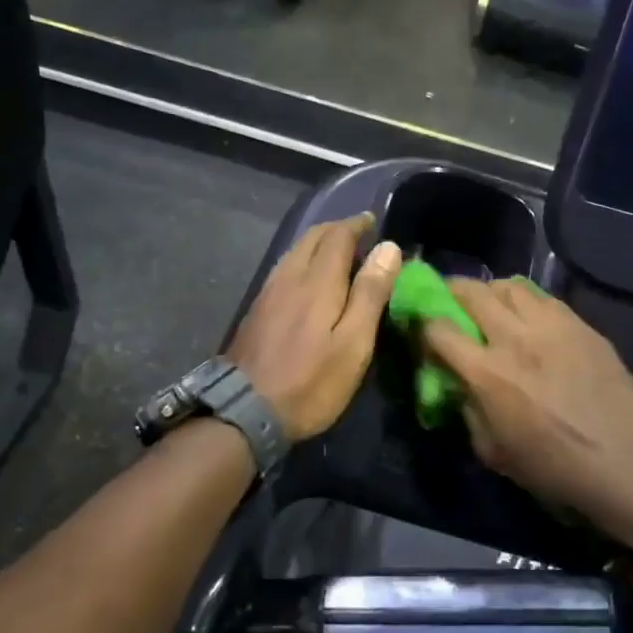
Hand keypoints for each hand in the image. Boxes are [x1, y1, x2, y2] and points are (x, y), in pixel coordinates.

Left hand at [226, 216, 402, 442]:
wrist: (245, 410)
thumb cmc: (311, 381)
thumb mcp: (353, 343)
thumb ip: (370, 293)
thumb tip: (388, 247)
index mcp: (317, 280)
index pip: (338, 235)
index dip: (357, 225)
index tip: (373, 222)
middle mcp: (289, 276)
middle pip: (312, 237)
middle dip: (337, 229)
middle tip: (359, 235)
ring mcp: (268, 291)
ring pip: (295, 251)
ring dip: (318, 244)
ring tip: (339, 254)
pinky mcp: (257, 309)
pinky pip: (285, 269)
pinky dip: (303, 261)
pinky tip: (309, 280)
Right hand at [421, 279, 632, 522]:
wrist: (624, 463)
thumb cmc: (554, 469)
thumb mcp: (492, 451)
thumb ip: (467, 410)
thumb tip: (458, 384)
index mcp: (488, 373)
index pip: (439, 329)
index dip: (423, 324)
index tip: (422, 328)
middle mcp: (515, 338)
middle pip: (472, 292)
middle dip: (452, 291)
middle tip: (450, 300)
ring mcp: (553, 326)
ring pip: (510, 285)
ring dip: (492, 291)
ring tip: (492, 304)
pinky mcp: (582, 326)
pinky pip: (545, 298)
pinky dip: (527, 301)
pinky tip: (530, 318)